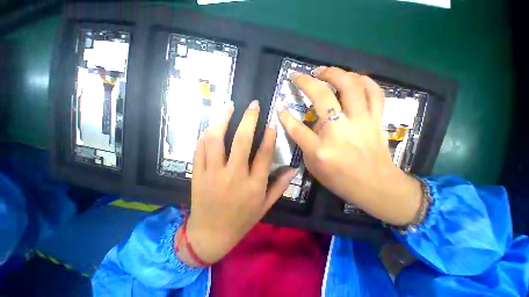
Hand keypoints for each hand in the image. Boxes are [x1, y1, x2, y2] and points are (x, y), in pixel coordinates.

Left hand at [177, 100, 294, 265]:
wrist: (210, 235)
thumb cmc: (242, 220)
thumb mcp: (265, 206)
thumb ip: (280, 186)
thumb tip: (293, 169)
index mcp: (254, 185)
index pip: (264, 154)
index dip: (269, 135)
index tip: (271, 121)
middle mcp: (234, 176)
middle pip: (241, 141)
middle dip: (248, 119)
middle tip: (253, 105)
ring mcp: (213, 174)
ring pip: (216, 140)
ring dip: (222, 119)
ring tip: (228, 106)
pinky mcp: (198, 174)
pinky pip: (200, 149)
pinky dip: (206, 134)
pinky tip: (212, 125)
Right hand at [276, 66, 421, 225]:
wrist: (377, 187)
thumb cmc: (341, 180)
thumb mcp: (314, 167)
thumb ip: (307, 144)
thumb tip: (308, 123)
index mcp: (320, 149)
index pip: (296, 128)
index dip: (285, 116)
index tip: (280, 106)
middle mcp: (339, 131)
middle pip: (321, 97)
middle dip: (306, 82)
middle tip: (298, 76)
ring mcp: (361, 122)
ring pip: (350, 86)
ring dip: (334, 73)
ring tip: (323, 71)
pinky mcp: (376, 119)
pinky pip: (374, 92)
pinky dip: (363, 80)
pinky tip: (352, 78)